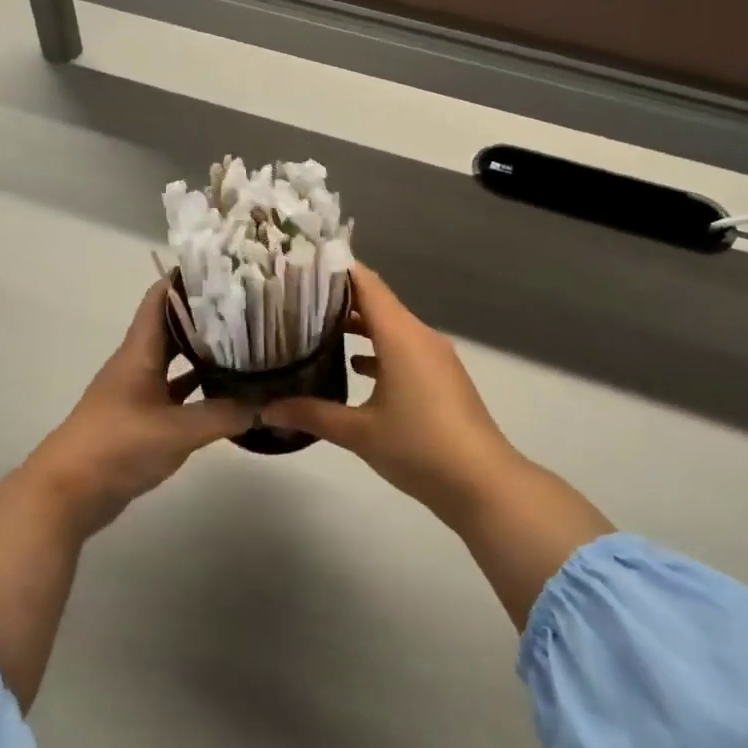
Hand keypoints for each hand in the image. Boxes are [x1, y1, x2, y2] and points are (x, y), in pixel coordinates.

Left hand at [25, 280, 251, 531]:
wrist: (68, 492)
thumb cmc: (118, 446)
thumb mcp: (178, 430)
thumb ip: (226, 415)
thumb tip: (271, 404)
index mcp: (139, 351)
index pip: (160, 298)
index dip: (187, 278)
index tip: (225, 269)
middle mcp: (137, 364)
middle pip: (172, 327)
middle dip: (206, 314)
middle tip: (250, 306)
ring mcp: (138, 392)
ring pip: (175, 361)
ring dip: (204, 351)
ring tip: (247, 342)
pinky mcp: (141, 419)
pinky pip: (176, 393)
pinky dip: (199, 389)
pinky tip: (228, 392)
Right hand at [261, 265, 526, 517]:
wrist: (482, 483)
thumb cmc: (419, 447)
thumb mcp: (359, 432)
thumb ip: (311, 414)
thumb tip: (265, 409)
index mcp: (401, 336)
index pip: (366, 283)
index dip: (335, 269)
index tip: (299, 264)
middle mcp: (419, 336)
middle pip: (376, 302)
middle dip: (337, 298)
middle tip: (294, 299)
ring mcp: (434, 356)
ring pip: (390, 327)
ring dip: (357, 326)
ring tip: (314, 328)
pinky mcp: (441, 377)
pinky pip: (403, 349)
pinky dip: (377, 350)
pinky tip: (353, 366)